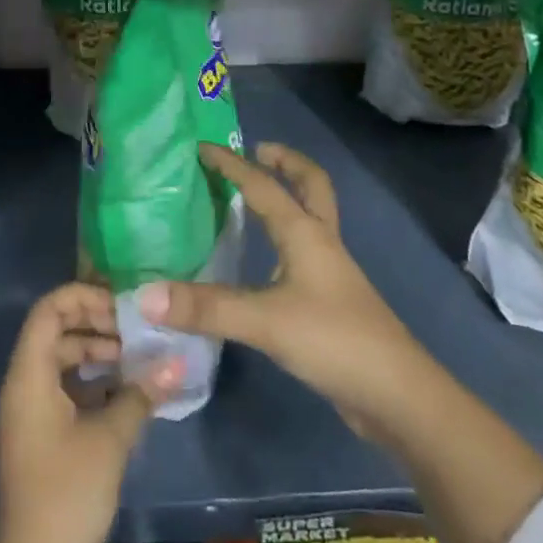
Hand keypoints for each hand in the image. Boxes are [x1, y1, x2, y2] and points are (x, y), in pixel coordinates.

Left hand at [0, 283, 179, 542]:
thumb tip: (177, 360)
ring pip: (61, 361)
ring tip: (138, 359)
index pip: (49, 309)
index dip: (84, 297)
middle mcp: (22, 385)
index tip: (122, 306)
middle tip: (138, 332)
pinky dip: (92, 382)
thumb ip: (141, 393)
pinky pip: (63, 388)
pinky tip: (126, 391)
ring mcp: (29, 412)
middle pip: (56, 332)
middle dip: (97, 325)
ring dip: (97, 354)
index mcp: (28, 376)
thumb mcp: (110, 439)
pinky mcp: (39, 435)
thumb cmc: (67, 495)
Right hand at [138, 142, 432, 439]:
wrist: (396, 395)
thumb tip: (145, 295)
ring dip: (290, 198)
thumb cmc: (333, 340)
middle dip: (287, 162)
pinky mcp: (332, 302)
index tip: (202, 148)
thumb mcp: (265, 321)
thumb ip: (206, 308)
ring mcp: (331, 273)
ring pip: (311, 218)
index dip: (232, 165)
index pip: (264, 186)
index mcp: (305, 233)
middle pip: (312, 185)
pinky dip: (287, 239)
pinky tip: (266, 263)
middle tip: (259, 151)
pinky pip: (306, 252)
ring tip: (254, 200)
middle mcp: (320, 242)